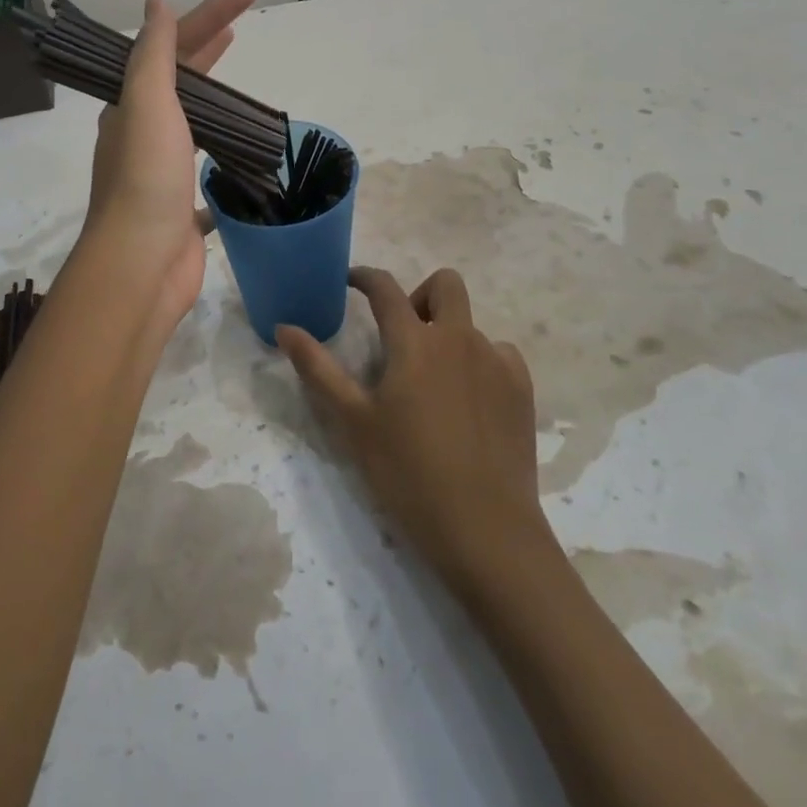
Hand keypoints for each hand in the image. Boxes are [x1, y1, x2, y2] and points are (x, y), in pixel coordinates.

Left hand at [86, 0, 256, 331]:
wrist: (141, 266)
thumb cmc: (146, 179)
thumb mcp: (147, 104)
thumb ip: (155, 54)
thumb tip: (155, 2)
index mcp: (131, 107)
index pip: (174, 47)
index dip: (210, 14)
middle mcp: (143, 135)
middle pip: (182, 82)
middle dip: (210, 47)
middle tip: (244, 23)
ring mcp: (163, 173)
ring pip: (194, 125)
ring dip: (216, 101)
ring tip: (245, 86)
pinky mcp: (183, 207)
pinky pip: (206, 171)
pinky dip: (224, 157)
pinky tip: (244, 154)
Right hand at [278, 267, 547, 583]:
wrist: (485, 529)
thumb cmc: (408, 472)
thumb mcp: (353, 421)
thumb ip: (317, 369)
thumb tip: (284, 327)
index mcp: (414, 342)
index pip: (385, 288)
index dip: (365, 277)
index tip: (351, 281)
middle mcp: (459, 338)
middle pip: (445, 283)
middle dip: (420, 295)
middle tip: (402, 335)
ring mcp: (497, 362)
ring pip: (471, 324)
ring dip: (449, 336)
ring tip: (434, 384)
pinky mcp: (522, 389)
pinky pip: (499, 355)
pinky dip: (479, 363)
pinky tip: (469, 403)